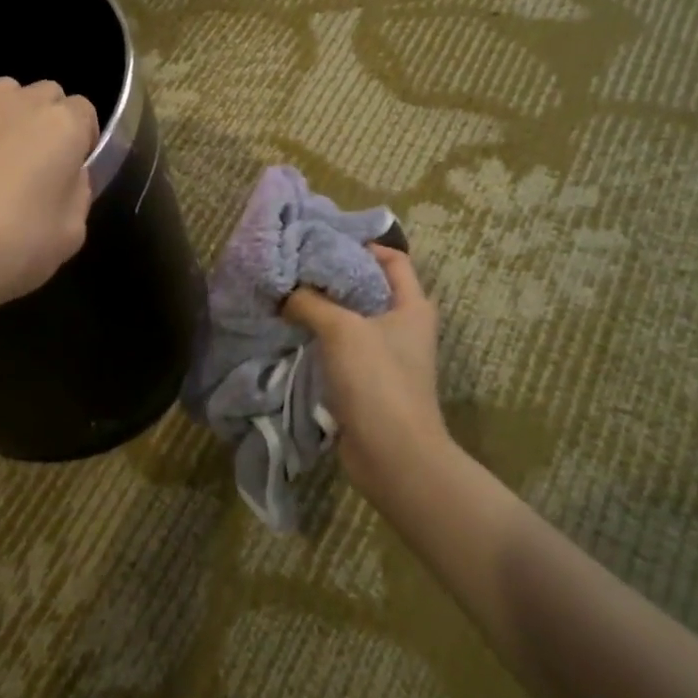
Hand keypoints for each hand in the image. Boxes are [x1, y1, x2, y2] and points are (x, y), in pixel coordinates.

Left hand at [0, 76, 98, 325]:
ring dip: (9, 122)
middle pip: (45, 96)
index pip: (85, 111)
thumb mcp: (70, 235)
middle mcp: (16, 104)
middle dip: (48, 123)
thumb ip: (77, 193)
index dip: (82, 142)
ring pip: (2, 99)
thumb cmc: (10, 247)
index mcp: (60, 125)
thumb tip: (66, 176)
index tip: (72, 174)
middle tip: (38, 169)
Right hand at [283, 245, 451, 490]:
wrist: (393, 455)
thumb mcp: (341, 330)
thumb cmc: (377, 380)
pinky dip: (318, 338)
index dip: (361, 245)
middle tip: (294, 267)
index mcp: (412, 306)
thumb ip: (310, 302)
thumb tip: (284, 291)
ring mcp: (385, 355)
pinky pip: (341, 348)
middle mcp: (402, 326)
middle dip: (331, 276)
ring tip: (285, 295)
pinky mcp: (367, 381)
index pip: (392, 259)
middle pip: (366, 287)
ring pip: (350, 319)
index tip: (321, 242)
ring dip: (321, 309)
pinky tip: (290, 331)